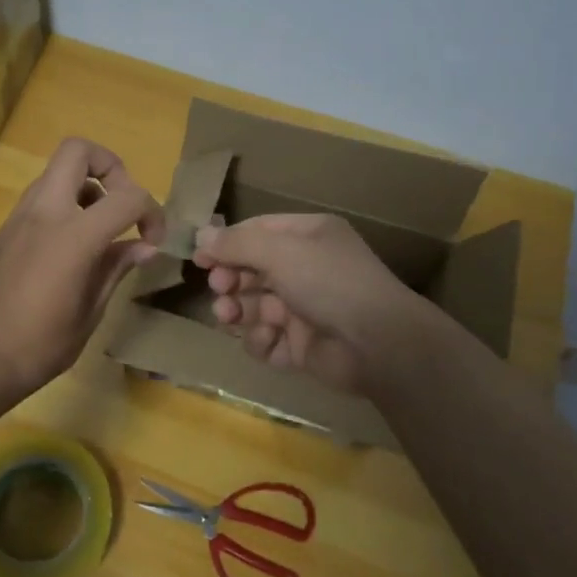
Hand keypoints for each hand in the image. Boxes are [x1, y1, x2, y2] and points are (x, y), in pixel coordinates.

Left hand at [0, 138, 164, 404]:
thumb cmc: (40, 346)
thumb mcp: (90, 313)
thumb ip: (116, 269)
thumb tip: (144, 246)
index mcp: (72, 236)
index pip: (128, 196)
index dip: (152, 212)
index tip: (153, 240)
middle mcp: (42, 214)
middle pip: (76, 151)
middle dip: (109, 166)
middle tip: (120, 204)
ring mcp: (15, 220)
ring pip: (53, 175)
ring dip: (83, 188)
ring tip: (96, 232)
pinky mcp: (0, 233)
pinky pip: (36, 203)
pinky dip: (60, 210)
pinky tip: (64, 254)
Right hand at [193, 213, 440, 394]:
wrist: (378, 345)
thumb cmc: (329, 282)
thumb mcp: (280, 251)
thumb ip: (236, 243)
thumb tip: (200, 235)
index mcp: (309, 237)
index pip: (257, 231)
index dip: (226, 243)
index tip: (198, 258)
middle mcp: (306, 269)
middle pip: (252, 270)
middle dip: (230, 280)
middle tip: (221, 289)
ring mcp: (303, 309)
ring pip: (253, 306)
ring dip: (237, 311)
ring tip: (230, 317)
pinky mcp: (301, 345)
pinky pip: (267, 339)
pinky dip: (261, 340)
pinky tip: (268, 339)